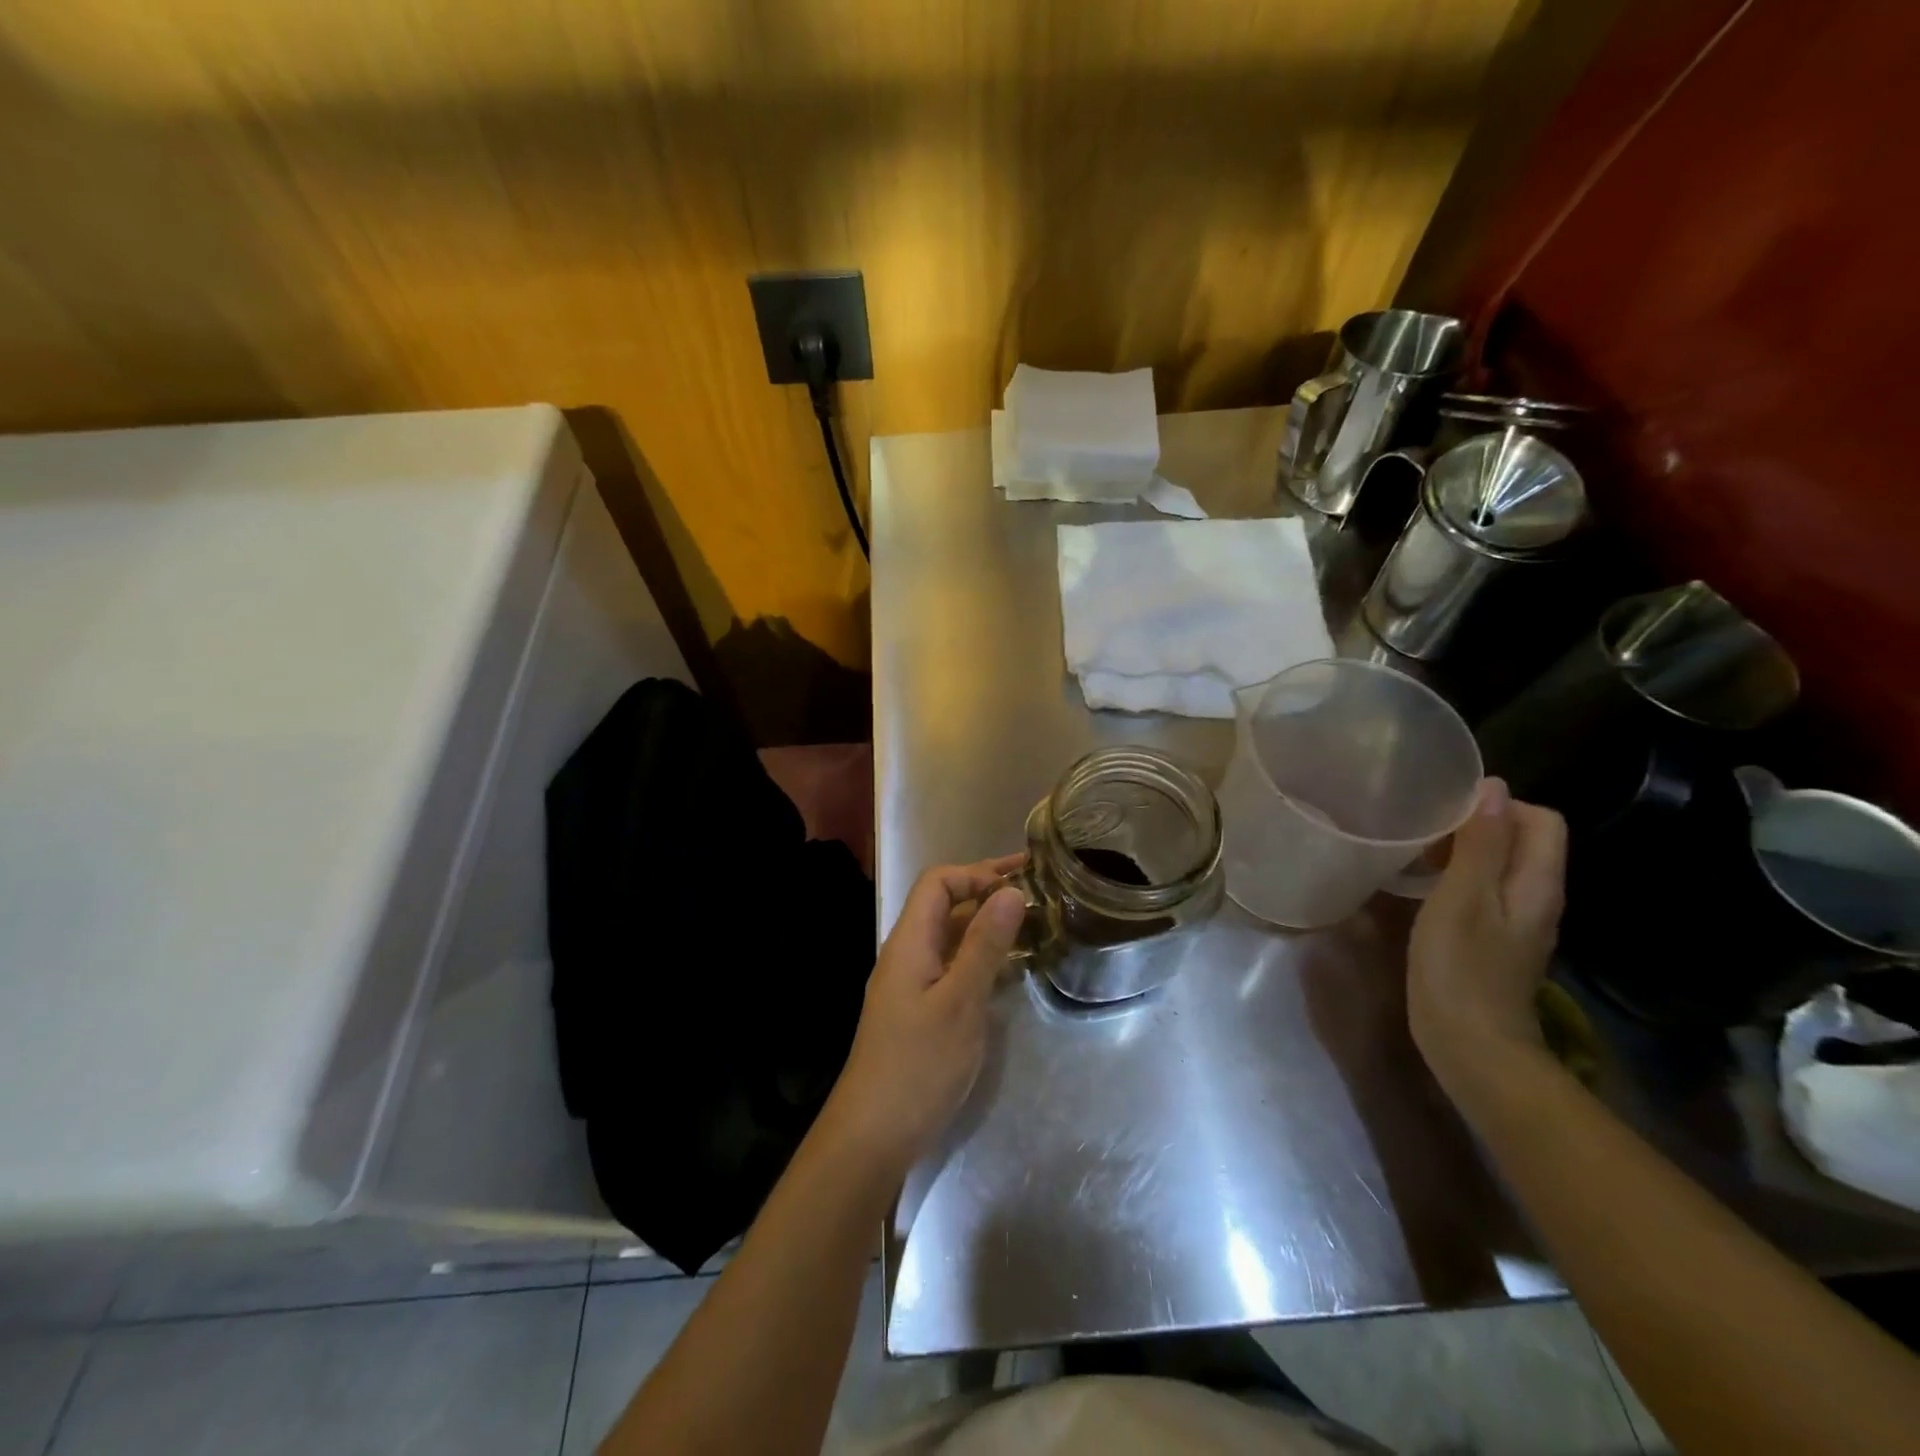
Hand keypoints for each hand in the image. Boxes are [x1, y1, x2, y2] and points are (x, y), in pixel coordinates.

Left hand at [818, 855, 1027, 1179]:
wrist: (874, 1134)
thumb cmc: (918, 1064)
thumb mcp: (960, 1002)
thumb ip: (985, 946)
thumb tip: (1011, 891)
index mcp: (910, 942)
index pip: (938, 883)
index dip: (976, 874)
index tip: (1019, 880)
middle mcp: (908, 954)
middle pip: (944, 905)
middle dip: (986, 891)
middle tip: (1036, 890)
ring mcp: (912, 982)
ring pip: (950, 936)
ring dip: (986, 924)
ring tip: (1032, 923)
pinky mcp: (920, 1009)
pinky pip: (952, 965)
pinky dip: (981, 956)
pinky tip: (1010, 968)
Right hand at [1408, 778, 1567, 1094]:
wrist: (1470, 1046)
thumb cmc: (1461, 968)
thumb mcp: (1462, 899)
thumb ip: (1479, 845)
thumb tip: (1493, 789)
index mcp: (1537, 884)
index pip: (1541, 820)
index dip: (1499, 806)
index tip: (1446, 813)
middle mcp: (1536, 898)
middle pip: (1522, 841)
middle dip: (1476, 826)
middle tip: (1424, 833)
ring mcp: (1517, 923)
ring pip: (1499, 867)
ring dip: (1463, 853)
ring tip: (1417, 856)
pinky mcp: (1494, 942)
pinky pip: (1484, 893)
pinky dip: (1457, 880)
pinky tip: (1423, 891)